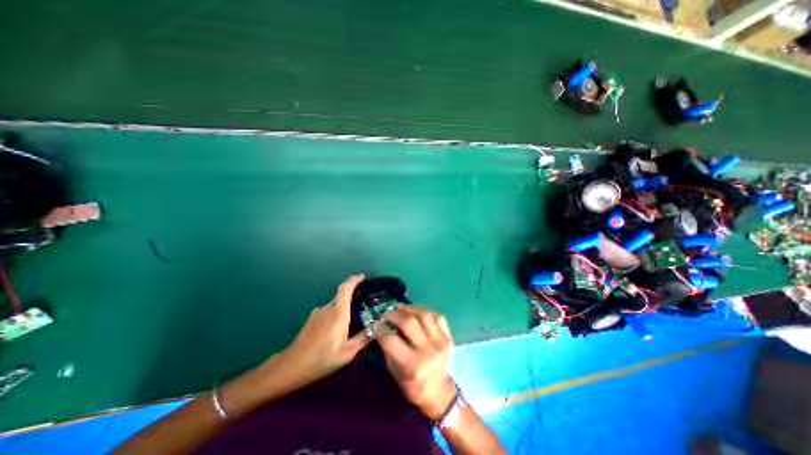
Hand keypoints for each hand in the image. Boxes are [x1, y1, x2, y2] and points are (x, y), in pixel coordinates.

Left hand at [269, 276, 367, 389]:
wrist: (290, 366)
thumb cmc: (321, 359)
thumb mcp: (346, 353)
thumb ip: (362, 338)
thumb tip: (376, 328)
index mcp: (338, 312)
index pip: (346, 287)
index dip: (354, 279)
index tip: (363, 277)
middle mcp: (328, 308)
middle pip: (342, 295)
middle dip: (353, 295)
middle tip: (364, 304)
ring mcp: (318, 312)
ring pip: (335, 304)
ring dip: (344, 308)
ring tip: (352, 320)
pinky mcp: (312, 319)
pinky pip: (328, 311)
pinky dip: (336, 314)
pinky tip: (338, 329)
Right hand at [380, 304, 457, 419]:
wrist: (439, 392)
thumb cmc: (413, 385)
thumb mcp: (395, 373)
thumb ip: (389, 350)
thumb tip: (382, 328)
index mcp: (412, 365)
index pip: (392, 341)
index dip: (381, 329)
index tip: (376, 323)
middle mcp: (428, 351)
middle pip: (409, 324)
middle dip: (395, 315)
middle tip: (388, 312)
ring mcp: (441, 342)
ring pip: (424, 315)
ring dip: (410, 308)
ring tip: (401, 307)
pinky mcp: (449, 337)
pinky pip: (438, 317)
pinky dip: (425, 311)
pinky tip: (417, 311)